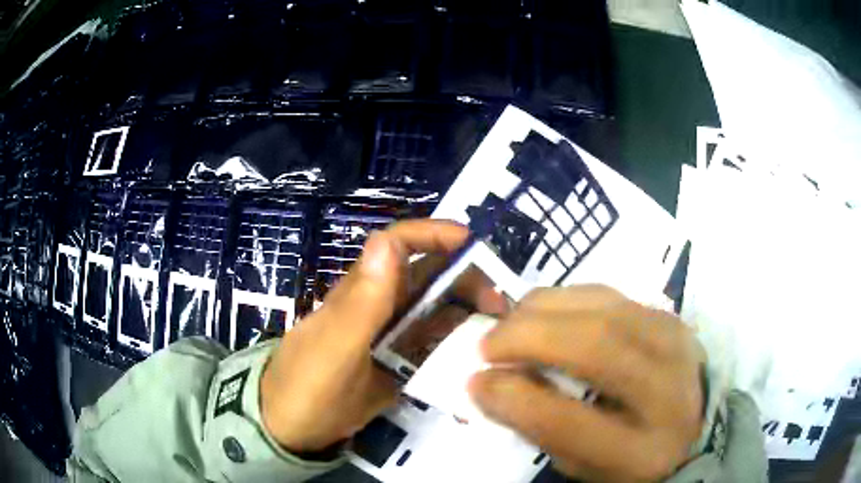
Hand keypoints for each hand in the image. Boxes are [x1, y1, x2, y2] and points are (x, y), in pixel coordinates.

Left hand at [260, 220, 506, 452]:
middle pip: (427, 276)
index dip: (434, 234)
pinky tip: (476, 359)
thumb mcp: (334, 348)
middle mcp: (378, 306)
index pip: (397, 244)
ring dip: (466, 313)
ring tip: (497, 333)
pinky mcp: (394, 363)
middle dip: (466, 279)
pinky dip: (454, 346)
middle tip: (499, 307)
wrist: (290, 429)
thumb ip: (362, 301)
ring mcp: (388, 336)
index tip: (474, 244)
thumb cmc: (306, 387)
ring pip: (434, 311)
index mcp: (361, 292)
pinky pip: (430, 346)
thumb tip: (386, 240)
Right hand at [469, 285, 705, 481]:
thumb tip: (488, 384)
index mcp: (641, 450)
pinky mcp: (669, 316)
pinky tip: (548, 316)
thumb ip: (540, 429)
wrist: (695, 425)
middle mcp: (667, 390)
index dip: (514, 399)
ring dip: (543, 310)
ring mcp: (675, 342)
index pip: (569, 422)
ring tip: (512, 326)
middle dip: (527, 337)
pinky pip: (610, 295)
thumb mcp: (583, 465)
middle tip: (487, 345)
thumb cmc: (631, 458)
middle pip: (595, 347)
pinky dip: (568, 299)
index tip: (475, 382)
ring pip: (602, 307)